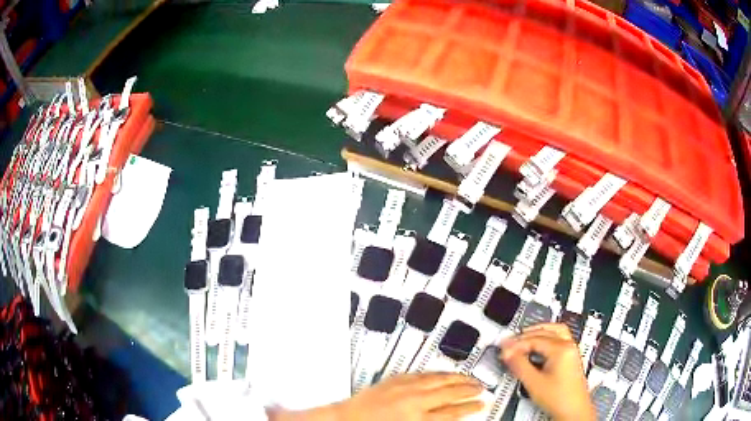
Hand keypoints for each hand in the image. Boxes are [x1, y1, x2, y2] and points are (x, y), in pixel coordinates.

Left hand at [269, 372, 483, 420]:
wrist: (344, 419)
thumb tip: (448, 419)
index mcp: (417, 418)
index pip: (452, 412)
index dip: (470, 407)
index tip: (481, 404)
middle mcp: (413, 401)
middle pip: (450, 392)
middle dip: (468, 390)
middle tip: (481, 388)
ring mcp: (404, 388)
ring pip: (439, 379)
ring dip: (457, 378)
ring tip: (470, 378)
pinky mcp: (394, 380)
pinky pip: (422, 374)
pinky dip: (436, 373)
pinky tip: (443, 373)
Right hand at [500, 323, 594, 420]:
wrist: (574, 411)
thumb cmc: (560, 399)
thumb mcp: (534, 383)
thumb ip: (520, 366)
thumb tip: (509, 353)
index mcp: (561, 349)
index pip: (534, 339)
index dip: (516, 345)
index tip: (504, 351)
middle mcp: (569, 346)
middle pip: (545, 331)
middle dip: (525, 336)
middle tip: (510, 343)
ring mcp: (572, 351)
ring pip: (555, 331)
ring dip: (538, 332)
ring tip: (523, 338)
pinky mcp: (571, 357)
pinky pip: (559, 338)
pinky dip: (546, 338)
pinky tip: (537, 347)